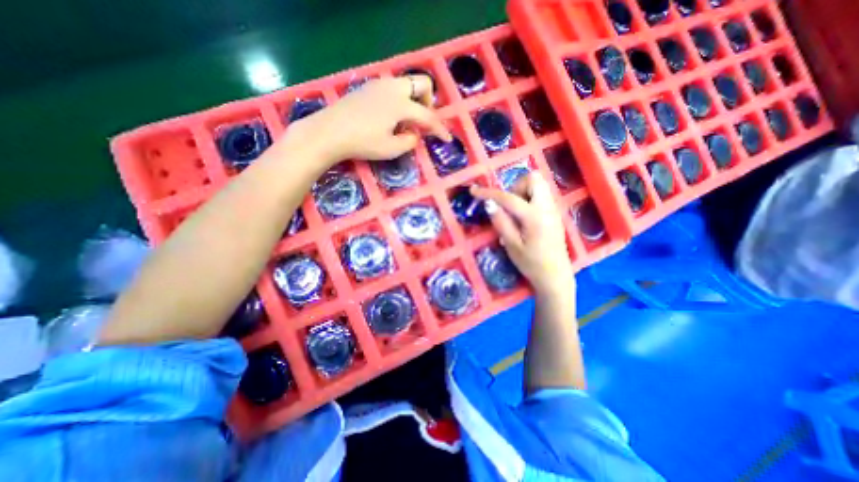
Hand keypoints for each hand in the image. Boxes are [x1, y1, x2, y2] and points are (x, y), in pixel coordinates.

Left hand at [294, 75, 449, 162]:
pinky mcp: (368, 88)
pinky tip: (390, 117)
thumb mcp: (391, 149)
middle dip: (429, 102)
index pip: (428, 116)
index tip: (447, 139)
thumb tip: (415, 134)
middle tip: (423, 121)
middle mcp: (393, 88)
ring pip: (407, 84)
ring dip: (414, 100)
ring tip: (406, 121)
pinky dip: (400, 100)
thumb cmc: (362, 143)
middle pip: (422, 83)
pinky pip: (393, 88)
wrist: (329, 132)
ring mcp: (379, 85)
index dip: (439, 129)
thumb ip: (410, 141)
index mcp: (401, 104)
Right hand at [469, 172, 575, 293]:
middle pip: (533, 178)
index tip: (474, 191)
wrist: (556, 276)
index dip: (489, 193)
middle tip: (507, 205)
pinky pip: (541, 195)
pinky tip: (523, 217)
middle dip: (515, 186)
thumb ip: (501, 221)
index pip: (508, 198)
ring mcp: (553, 209)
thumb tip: (489, 203)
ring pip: (539, 185)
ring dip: (523, 192)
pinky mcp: (554, 213)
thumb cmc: (531, 263)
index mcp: (534, 217)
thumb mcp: (511, 245)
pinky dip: (529, 198)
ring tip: (514, 212)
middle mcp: (547, 207)